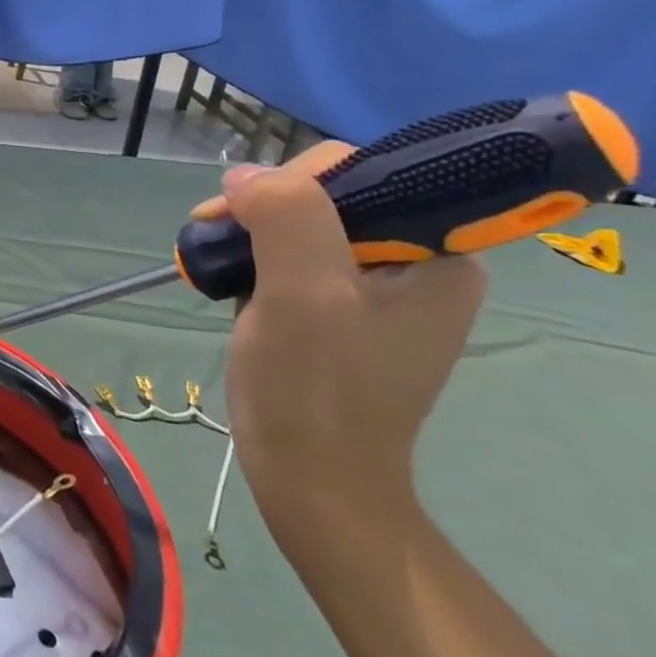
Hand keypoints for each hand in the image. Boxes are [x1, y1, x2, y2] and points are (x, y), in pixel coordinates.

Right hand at [190, 143, 487, 531]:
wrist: (313, 482)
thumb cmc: (316, 390)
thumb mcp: (304, 292)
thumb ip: (285, 214)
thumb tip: (245, 177)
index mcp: (440, 254)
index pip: (362, 174)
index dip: (293, 181)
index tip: (239, 211)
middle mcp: (419, 262)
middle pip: (330, 195)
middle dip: (266, 208)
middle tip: (214, 235)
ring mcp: (380, 288)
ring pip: (306, 224)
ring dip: (254, 232)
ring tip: (217, 260)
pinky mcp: (343, 308)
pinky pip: (296, 255)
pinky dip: (257, 257)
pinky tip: (234, 278)